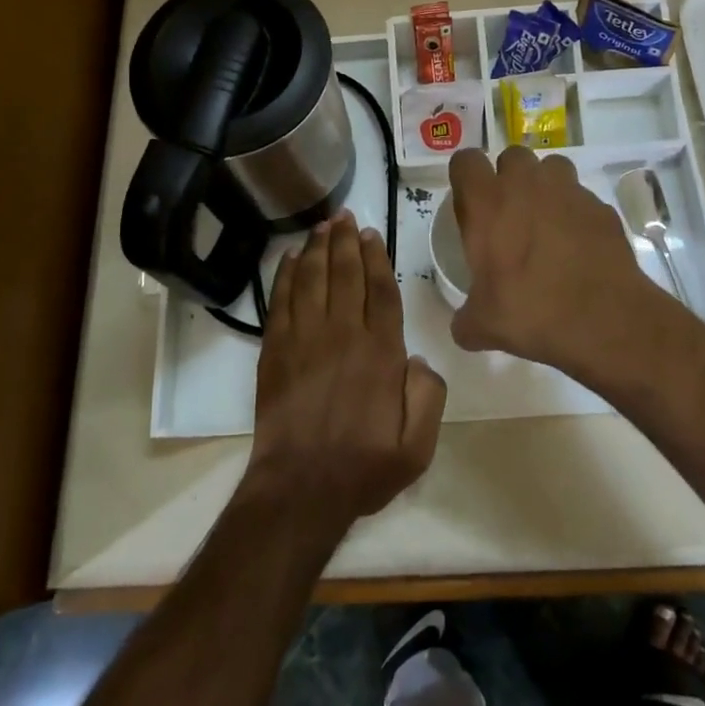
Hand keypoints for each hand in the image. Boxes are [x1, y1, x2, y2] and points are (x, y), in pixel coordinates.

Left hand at [240, 213, 446, 540]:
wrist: (300, 489)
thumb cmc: (362, 468)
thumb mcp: (417, 446)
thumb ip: (428, 396)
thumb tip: (417, 359)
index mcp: (380, 353)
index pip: (382, 291)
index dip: (377, 258)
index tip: (372, 234)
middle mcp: (343, 334)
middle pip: (345, 273)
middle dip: (346, 241)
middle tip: (346, 216)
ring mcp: (305, 338)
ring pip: (313, 278)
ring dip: (318, 247)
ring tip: (323, 225)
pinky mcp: (276, 349)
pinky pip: (282, 299)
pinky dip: (287, 274)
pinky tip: (292, 257)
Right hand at [447, 146, 665, 379]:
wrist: (605, 320)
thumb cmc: (531, 312)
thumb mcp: (483, 325)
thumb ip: (466, 319)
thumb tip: (463, 327)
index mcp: (488, 203)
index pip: (465, 161)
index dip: (466, 178)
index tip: (470, 204)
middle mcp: (526, 184)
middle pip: (511, 156)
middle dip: (509, 177)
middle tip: (509, 214)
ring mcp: (569, 191)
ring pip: (551, 167)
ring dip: (545, 186)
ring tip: (546, 222)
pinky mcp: (601, 207)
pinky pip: (582, 198)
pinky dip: (577, 214)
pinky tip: (578, 246)